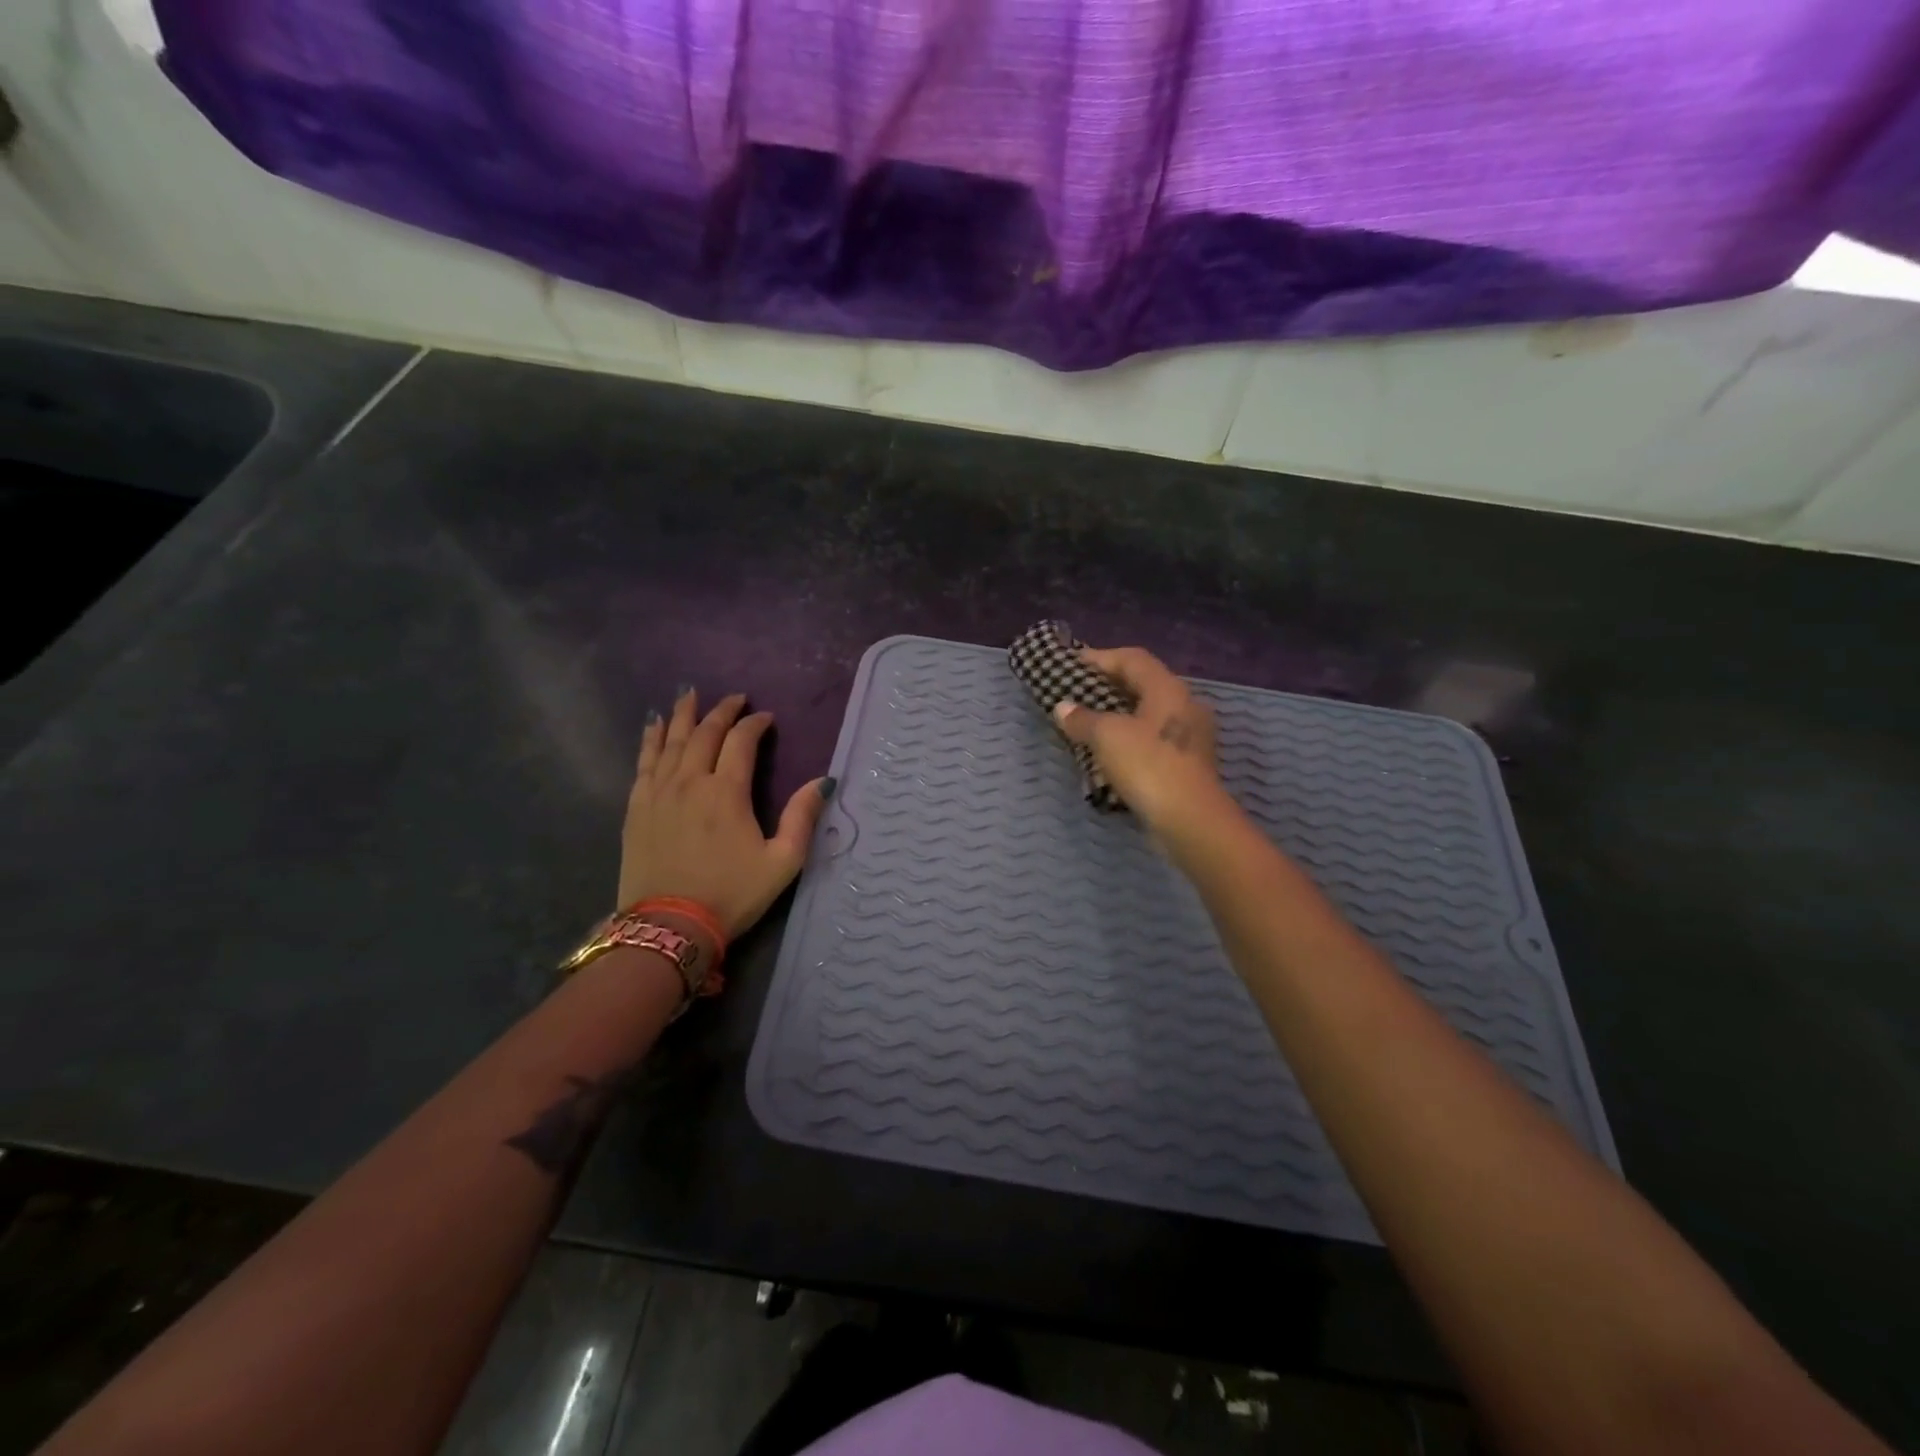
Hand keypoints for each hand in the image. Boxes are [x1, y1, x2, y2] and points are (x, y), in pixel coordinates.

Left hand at [617, 688, 830, 939]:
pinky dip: (650, 740)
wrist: (669, 927)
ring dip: (682, 715)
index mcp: (727, 792)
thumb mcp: (782, 862)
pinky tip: (653, 726)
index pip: (741, 742)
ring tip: (690, 695)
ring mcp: (658, 793)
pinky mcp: (637, 808)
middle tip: (735, 699)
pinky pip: (643, 762)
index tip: (766, 718)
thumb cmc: (731, 894)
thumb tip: (822, 781)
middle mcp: (690, 782)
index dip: (756, 724)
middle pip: (704, 733)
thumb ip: (802, 817)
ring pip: (670, 741)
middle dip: (721, 711)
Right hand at [1053, 646, 1236, 846]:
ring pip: (1147, 714)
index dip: (1100, 658)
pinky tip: (1107, 754)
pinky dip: (1128, 740)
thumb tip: (1063, 707)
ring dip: (1116, 716)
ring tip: (1086, 724)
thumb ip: (1082, 718)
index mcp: (1168, 689)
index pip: (1132, 659)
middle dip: (1107, 687)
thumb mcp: (1107, 737)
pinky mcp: (1186, 763)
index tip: (1071, 665)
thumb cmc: (1149, 766)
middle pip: (1142, 684)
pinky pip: (1151, 740)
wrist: (1191, 821)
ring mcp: (1189, 736)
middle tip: (1076, 694)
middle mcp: (1184, 705)